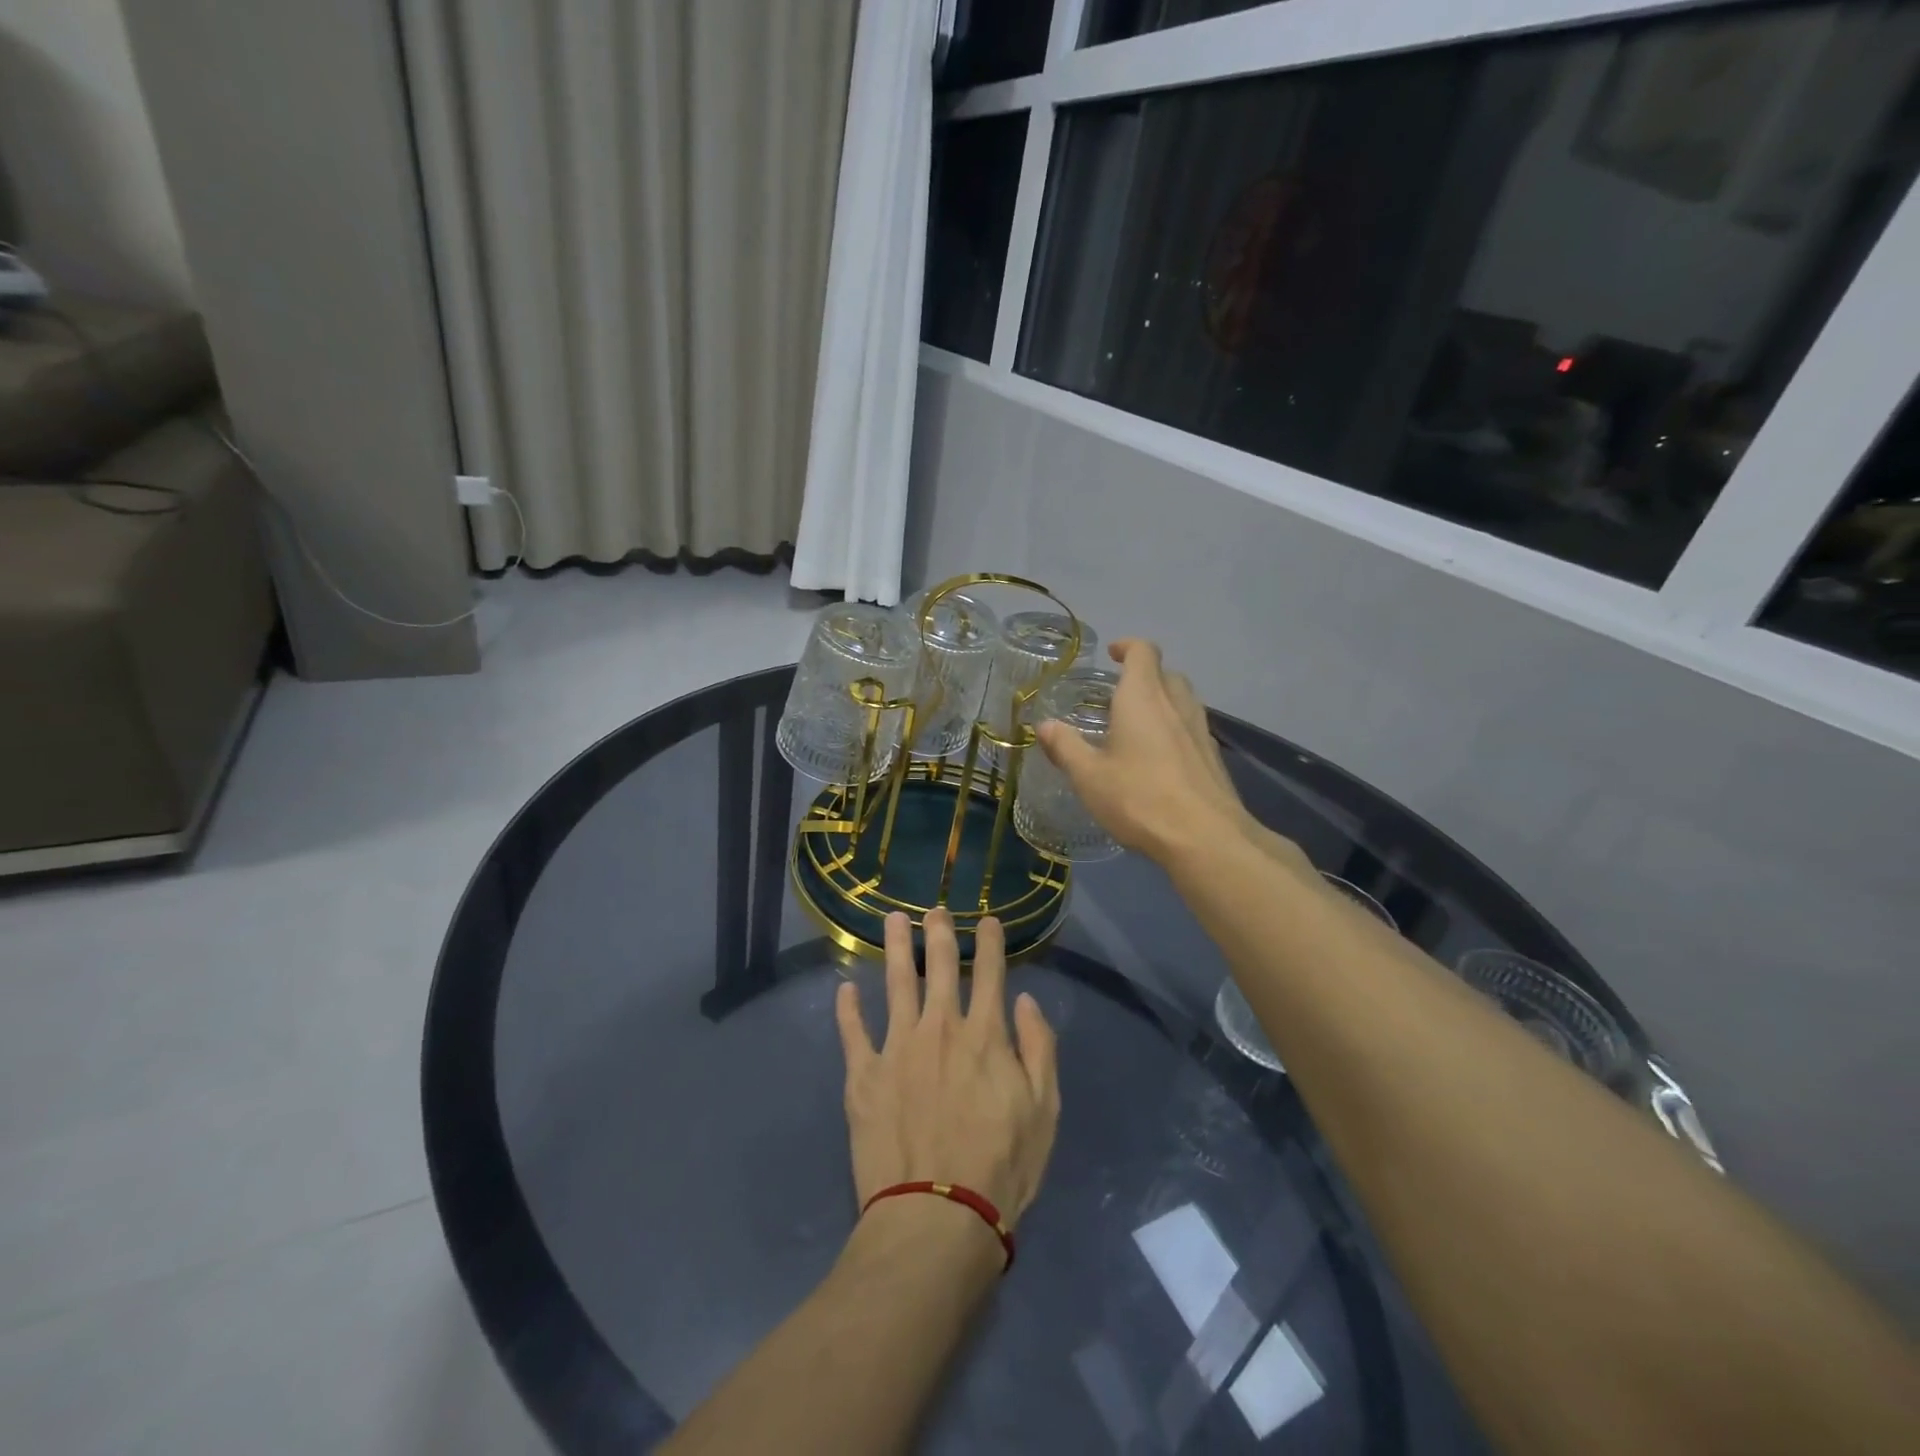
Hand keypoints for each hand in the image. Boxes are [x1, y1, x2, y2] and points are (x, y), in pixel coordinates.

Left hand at [835, 910, 1059, 1225]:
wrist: (938, 1218)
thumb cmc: (1001, 1168)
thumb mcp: (1044, 1111)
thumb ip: (1039, 1049)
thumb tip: (1025, 1001)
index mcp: (985, 1035)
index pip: (990, 973)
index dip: (990, 942)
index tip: (988, 919)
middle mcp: (940, 1028)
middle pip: (941, 967)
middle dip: (940, 932)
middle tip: (935, 909)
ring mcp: (897, 1047)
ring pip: (896, 983)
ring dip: (896, 948)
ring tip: (893, 919)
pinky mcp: (864, 1076)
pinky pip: (853, 1032)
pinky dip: (848, 1009)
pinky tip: (845, 988)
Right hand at [1037, 640, 1312, 875]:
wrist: (1205, 838)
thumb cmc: (1139, 799)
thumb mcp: (1089, 776)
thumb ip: (1065, 747)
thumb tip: (1045, 725)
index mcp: (1142, 699)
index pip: (1143, 652)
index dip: (1128, 647)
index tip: (1112, 654)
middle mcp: (1176, 705)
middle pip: (1166, 673)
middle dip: (1144, 675)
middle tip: (1120, 694)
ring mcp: (1201, 730)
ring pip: (1184, 700)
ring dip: (1163, 701)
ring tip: (1139, 725)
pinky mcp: (1213, 757)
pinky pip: (1192, 728)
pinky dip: (1176, 728)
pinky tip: (1161, 758)